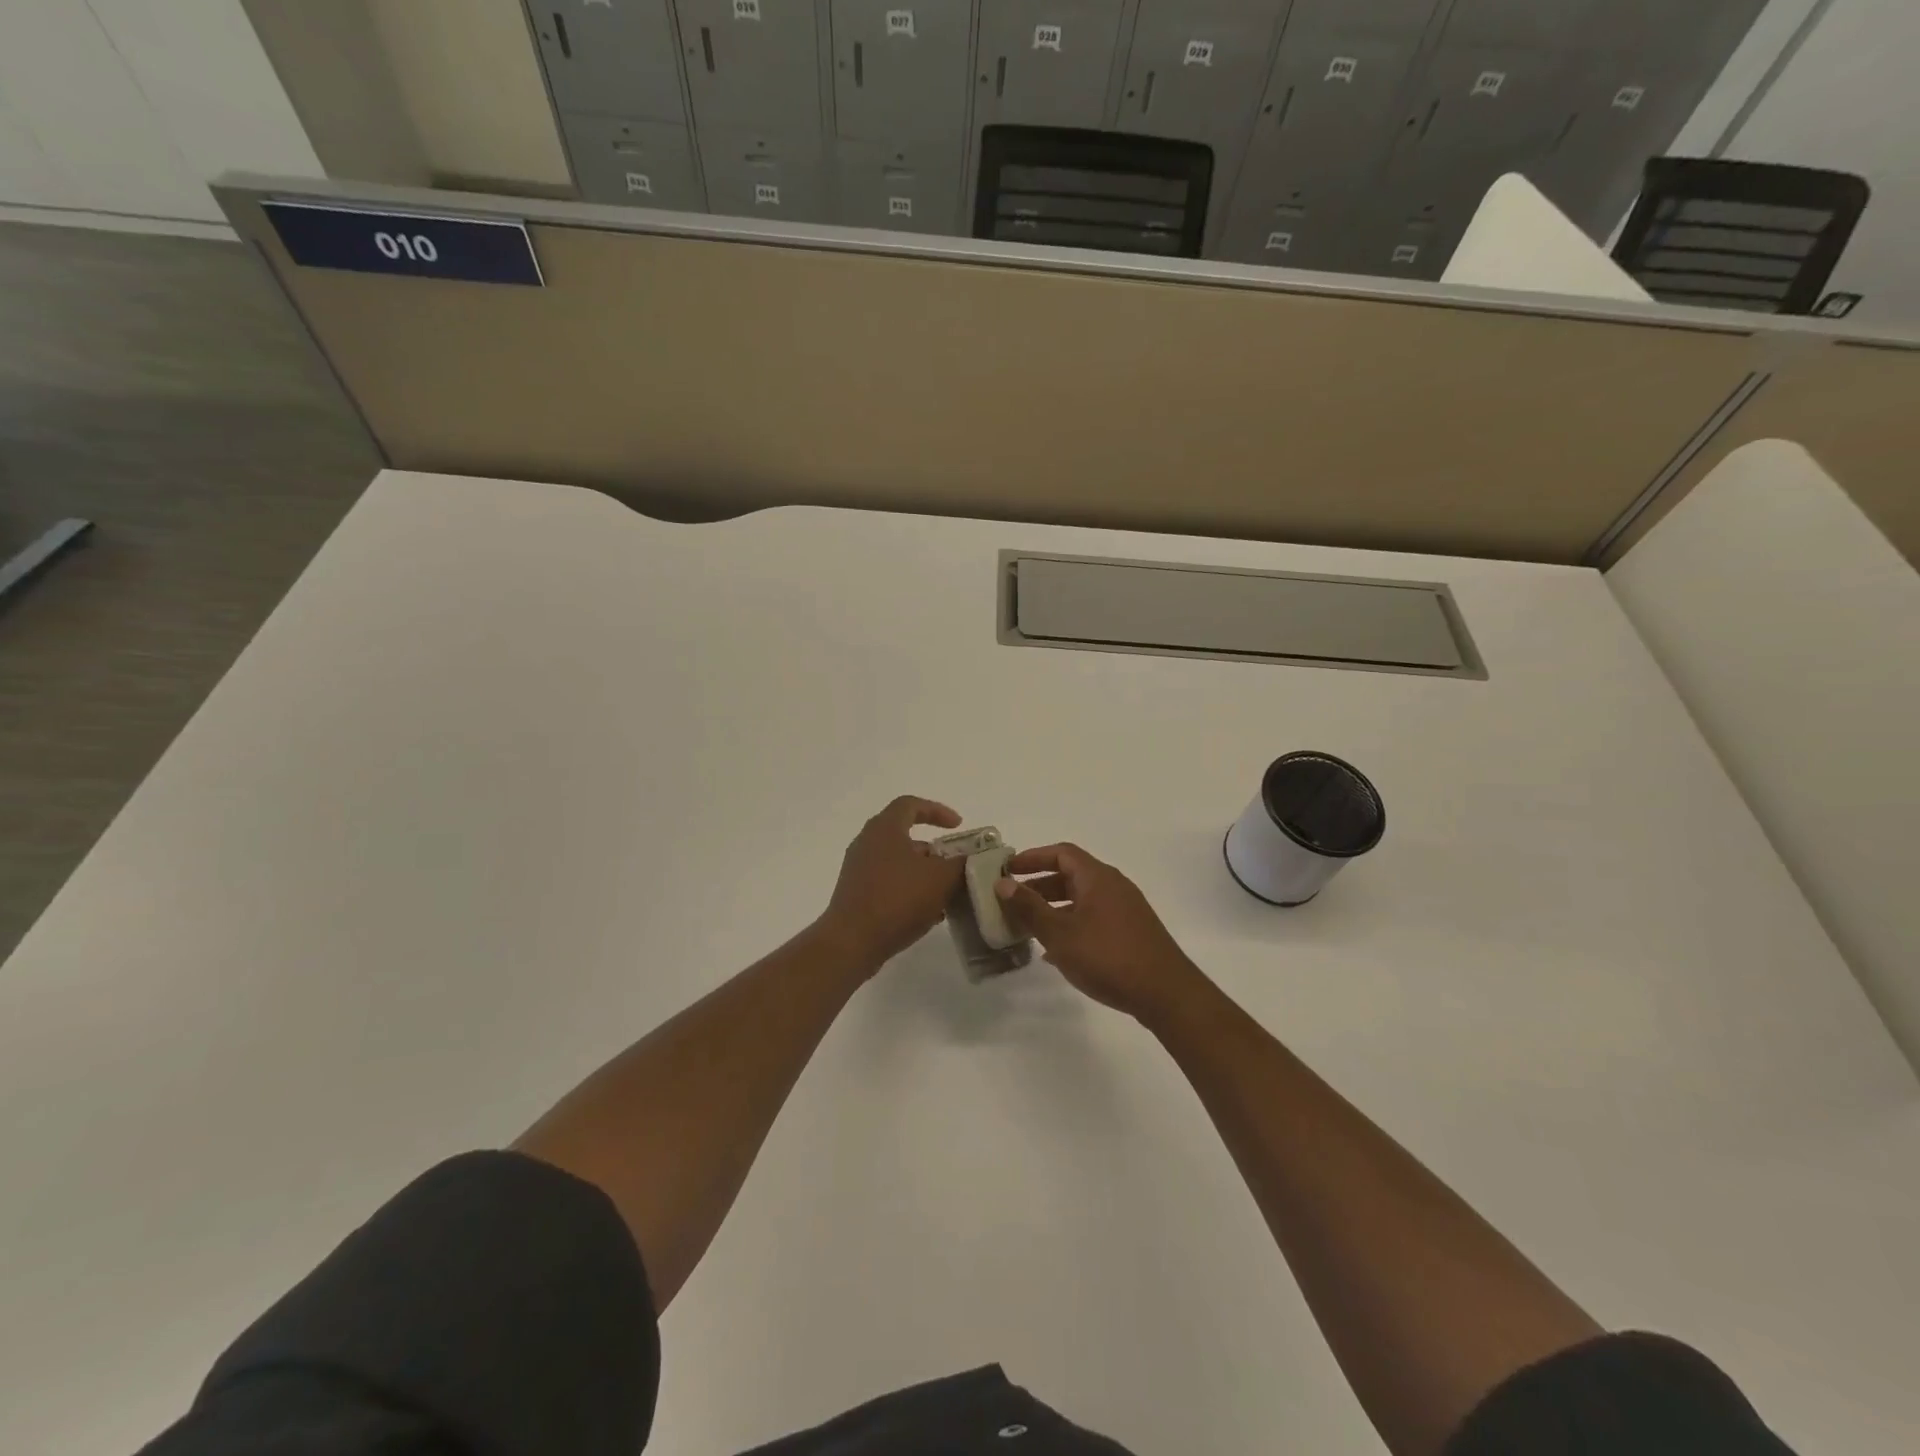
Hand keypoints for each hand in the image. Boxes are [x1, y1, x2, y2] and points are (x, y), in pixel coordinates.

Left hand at [818, 796, 965, 971]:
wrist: (853, 942)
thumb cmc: (898, 899)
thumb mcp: (941, 879)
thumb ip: (960, 863)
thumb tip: (969, 858)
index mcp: (885, 828)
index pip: (911, 804)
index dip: (937, 810)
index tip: (958, 826)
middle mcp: (867, 842)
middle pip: (904, 834)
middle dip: (933, 848)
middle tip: (953, 862)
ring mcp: (858, 869)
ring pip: (897, 861)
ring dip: (923, 872)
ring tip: (945, 892)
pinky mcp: (855, 894)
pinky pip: (888, 882)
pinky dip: (909, 889)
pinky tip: (927, 912)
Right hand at [994, 843, 1204, 1023]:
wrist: (1165, 993)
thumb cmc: (1108, 957)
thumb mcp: (1060, 933)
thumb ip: (1029, 907)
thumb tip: (1003, 883)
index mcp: (1097, 877)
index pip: (1061, 853)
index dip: (1033, 857)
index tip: (1008, 869)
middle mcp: (1113, 885)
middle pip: (1071, 875)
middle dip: (1039, 886)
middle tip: (1012, 900)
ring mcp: (1125, 909)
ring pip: (1081, 899)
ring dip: (1053, 908)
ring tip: (1028, 927)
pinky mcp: (1131, 932)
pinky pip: (1093, 918)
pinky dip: (1071, 925)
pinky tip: (1055, 951)